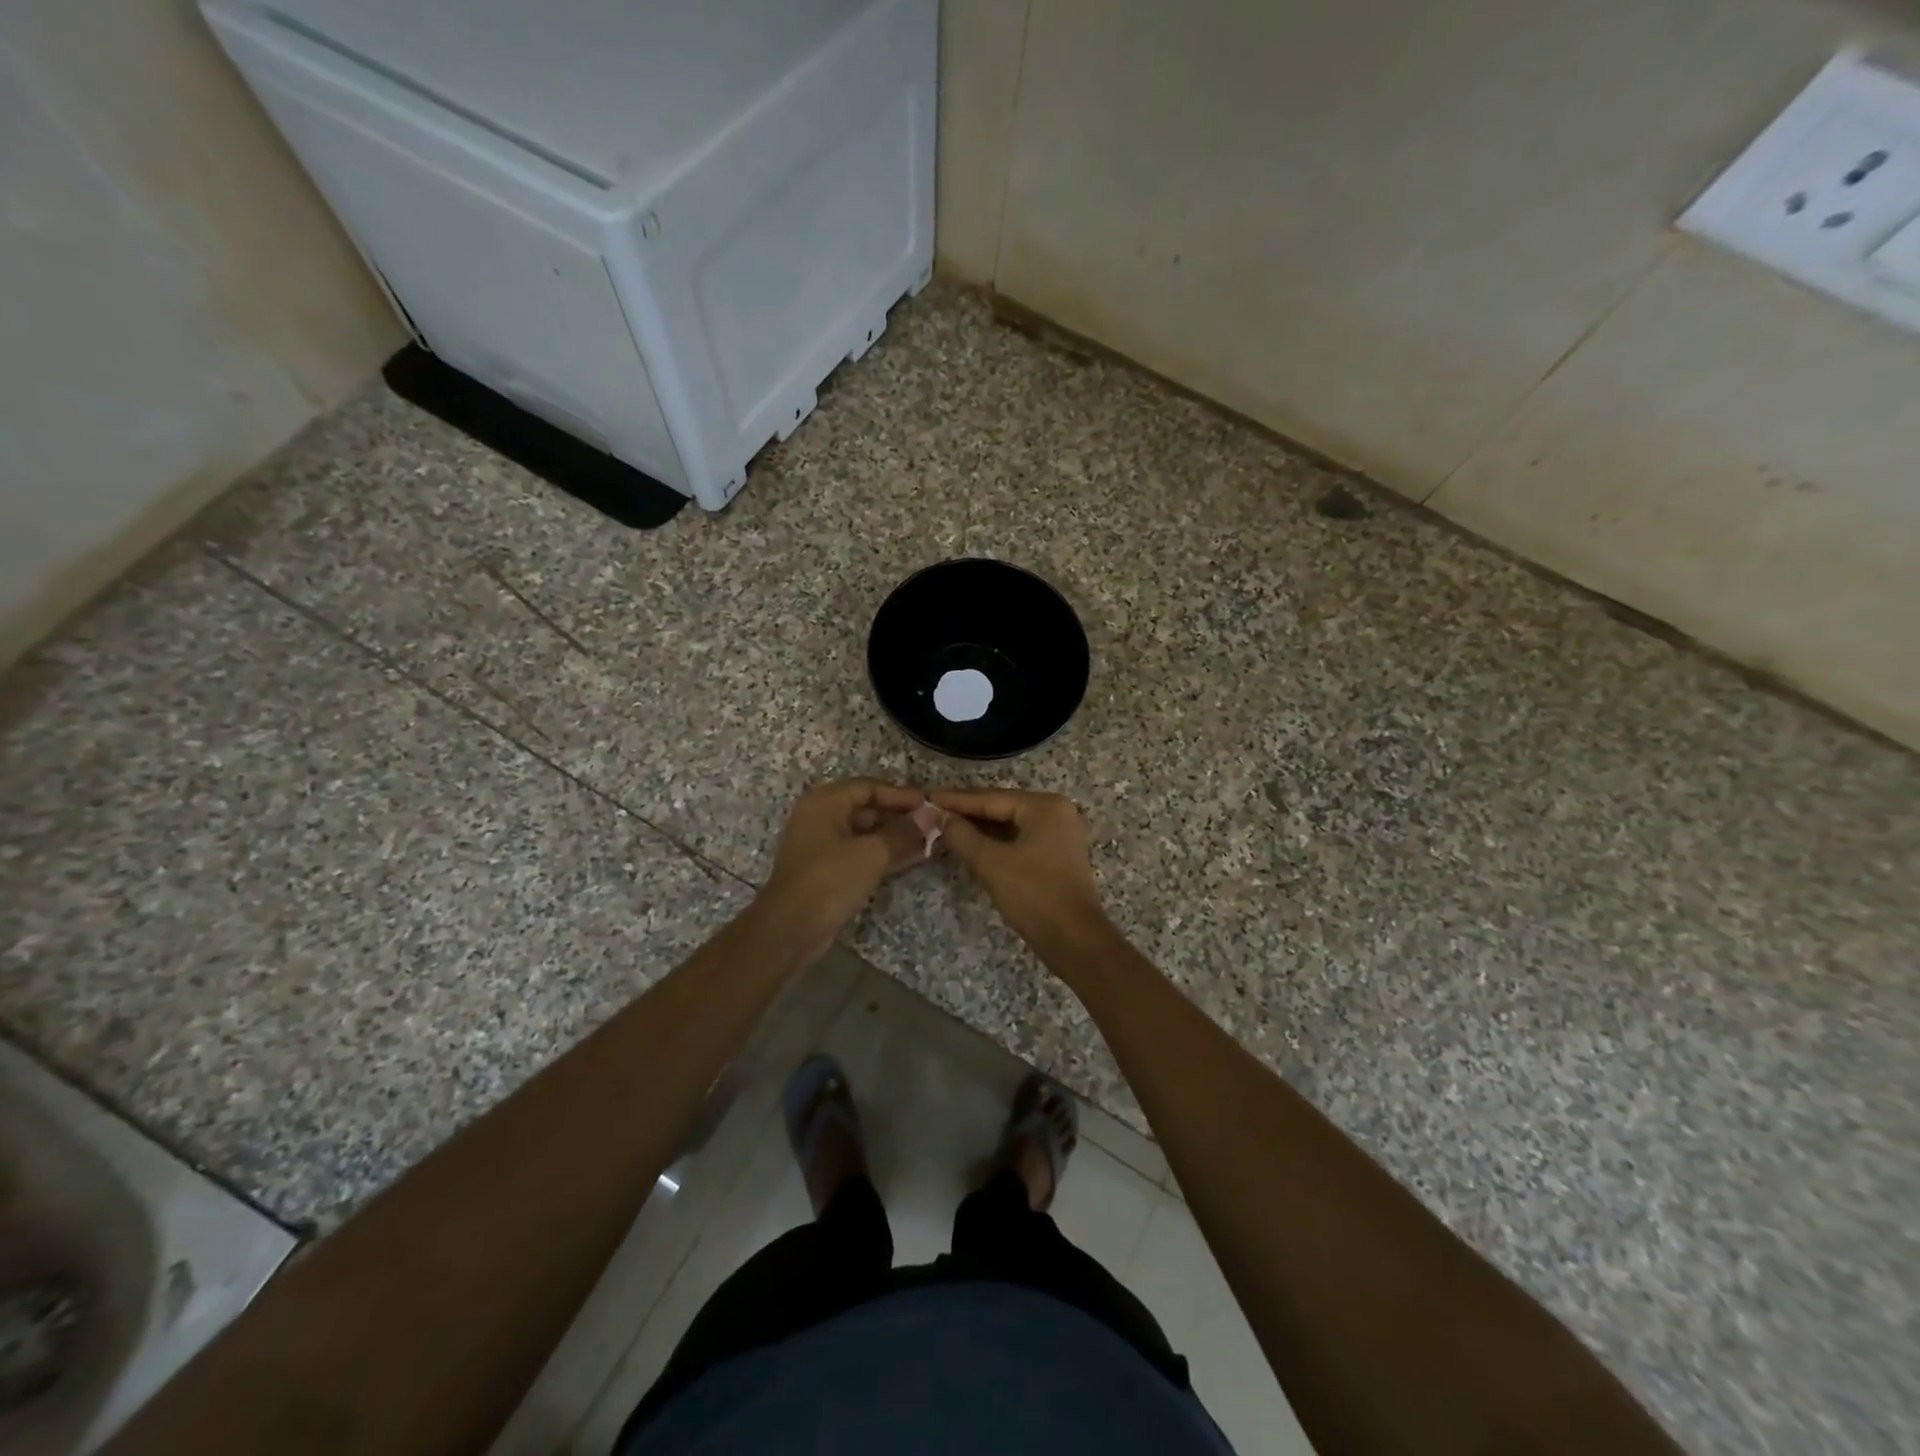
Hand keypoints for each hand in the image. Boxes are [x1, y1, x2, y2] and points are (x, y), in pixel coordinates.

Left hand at [755, 779, 935, 958]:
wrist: (791, 929)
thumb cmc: (829, 880)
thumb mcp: (872, 853)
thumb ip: (904, 832)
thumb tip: (932, 817)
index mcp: (825, 802)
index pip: (869, 787)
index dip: (901, 795)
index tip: (930, 805)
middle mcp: (821, 817)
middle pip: (867, 808)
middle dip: (901, 817)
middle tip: (933, 825)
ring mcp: (822, 844)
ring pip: (866, 833)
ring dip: (896, 837)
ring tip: (930, 842)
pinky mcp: (827, 869)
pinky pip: (861, 852)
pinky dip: (884, 853)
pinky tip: (912, 858)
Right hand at [930, 788, 1108, 949]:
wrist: (1075, 941)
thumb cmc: (1034, 896)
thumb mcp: (991, 863)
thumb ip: (962, 835)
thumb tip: (938, 815)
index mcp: (1044, 806)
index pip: (991, 798)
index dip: (956, 800)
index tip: (926, 798)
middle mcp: (1055, 812)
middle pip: (1001, 807)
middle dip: (966, 813)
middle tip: (931, 812)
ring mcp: (1058, 834)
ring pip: (1009, 825)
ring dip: (978, 829)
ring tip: (944, 827)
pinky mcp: (1055, 855)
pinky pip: (1018, 840)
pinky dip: (994, 843)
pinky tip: (969, 846)